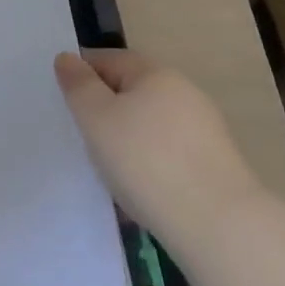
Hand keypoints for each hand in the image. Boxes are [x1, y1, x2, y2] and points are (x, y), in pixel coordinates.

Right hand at [54, 48, 261, 247]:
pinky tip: (141, 190)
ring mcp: (205, 131)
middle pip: (132, 92)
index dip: (82, 76)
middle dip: (106, 110)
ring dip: (128, 140)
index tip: (64, 103)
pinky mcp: (216, 167)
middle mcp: (185, 93)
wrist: (220, 227)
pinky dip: (150, 165)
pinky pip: (169, 155)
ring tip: (109, 170)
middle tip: (83, 138)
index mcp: (156, 74)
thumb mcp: (96, 118)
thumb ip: (78, 85)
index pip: (109, 59)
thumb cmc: (146, 161)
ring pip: (151, 125)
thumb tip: (67, 58)